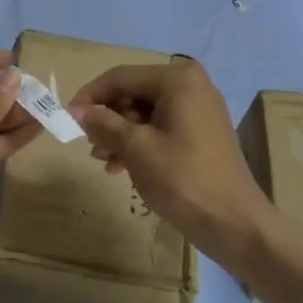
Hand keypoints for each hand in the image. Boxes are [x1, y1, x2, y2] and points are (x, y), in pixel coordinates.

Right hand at [70, 59, 278, 275]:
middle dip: (107, 119)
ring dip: (120, 134)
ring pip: (144, 112)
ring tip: (105, 161)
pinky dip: (139, 142)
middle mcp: (191, 85)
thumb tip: (76, 110)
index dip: (90, 96)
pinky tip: (123, 167)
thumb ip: (103, 123)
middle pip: (133, 93)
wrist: (235, 224)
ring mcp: (199, 109)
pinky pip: (160, 126)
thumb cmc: (183, 179)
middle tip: (90, 146)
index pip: (120, 77)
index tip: (67, 119)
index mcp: (177, 80)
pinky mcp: (202, 132)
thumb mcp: (136, 148)